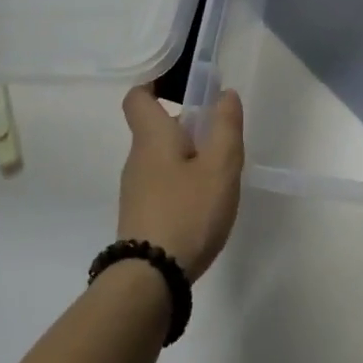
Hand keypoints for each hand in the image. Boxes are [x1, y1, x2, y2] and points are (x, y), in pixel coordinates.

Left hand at [117, 85, 243, 280]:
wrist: (151, 278)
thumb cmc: (188, 211)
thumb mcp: (221, 166)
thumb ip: (226, 127)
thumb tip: (224, 94)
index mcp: (152, 138)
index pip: (138, 97)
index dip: (156, 84)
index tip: (184, 86)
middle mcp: (137, 158)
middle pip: (157, 127)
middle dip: (188, 126)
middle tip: (222, 138)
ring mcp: (136, 189)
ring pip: (162, 157)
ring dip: (188, 157)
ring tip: (220, 175)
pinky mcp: (140, 215)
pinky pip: (162, 183)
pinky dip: (182, 182)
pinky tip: (204, 203)